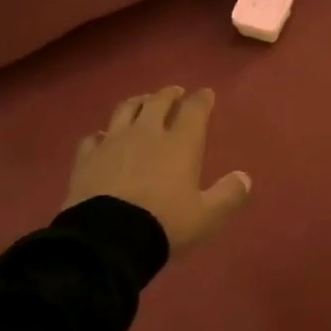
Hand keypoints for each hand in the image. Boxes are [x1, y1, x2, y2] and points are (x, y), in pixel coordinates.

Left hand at [65, 86, 251, 253]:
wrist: (107, 238)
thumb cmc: (164, 224)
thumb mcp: (206, 217)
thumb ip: (228, 195)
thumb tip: (244, 177)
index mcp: (180, 144)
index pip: (194, 110)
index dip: (202, 99)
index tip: (206, 94)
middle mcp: (146, 133)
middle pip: (158, 102)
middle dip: (169, 94)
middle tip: (175, 92)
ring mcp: (113, 142)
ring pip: (125, 109)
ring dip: (138, 102)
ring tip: (143, 103)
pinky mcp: (86, 157)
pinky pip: (94, 137)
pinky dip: (103, 134)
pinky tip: (104, 138)